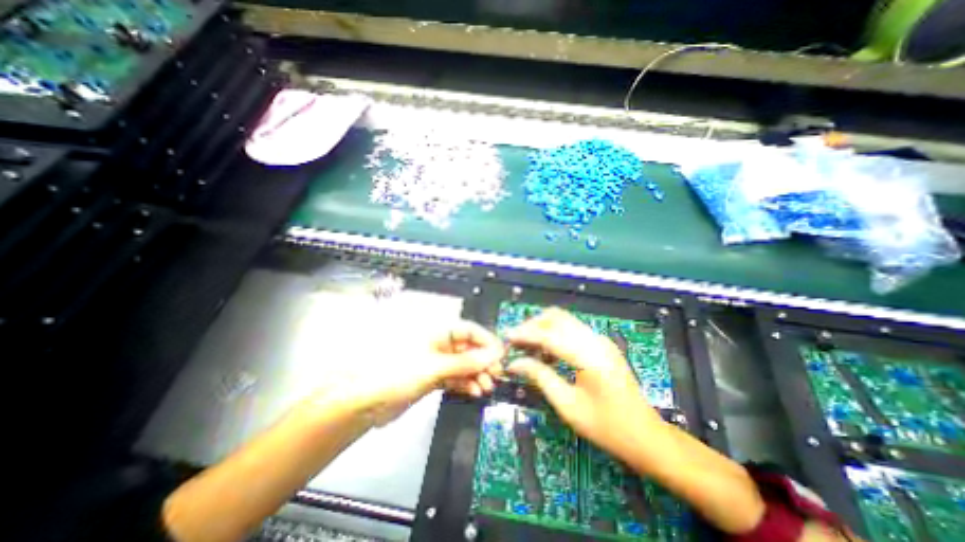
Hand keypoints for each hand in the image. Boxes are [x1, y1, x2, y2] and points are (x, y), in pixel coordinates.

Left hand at [307, 320, 506, 425]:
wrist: (364, 403)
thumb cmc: (397, 375)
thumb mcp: (434, 367)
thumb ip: (465, 362)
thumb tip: (493, 355)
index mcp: (437, 333)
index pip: (468, 330)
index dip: (485, 340)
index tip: (500, 354)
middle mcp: (439, 345)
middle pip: (468, 348)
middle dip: (483, 361)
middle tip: (496, 374)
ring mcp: (436, 363)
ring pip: (463, 365)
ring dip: (477, 374)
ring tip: (486, 386)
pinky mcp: (432, 379)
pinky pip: (455, 378)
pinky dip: (466, 384)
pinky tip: (475, 391)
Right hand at [507, 309, 664, 457]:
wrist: (646, 436)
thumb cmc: (606, 427)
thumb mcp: (568, 405)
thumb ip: (540, 377)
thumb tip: (514, 363)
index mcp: (589, 356)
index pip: (550, 335)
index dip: (525, 334)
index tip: (507, 337)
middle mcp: (596, 340)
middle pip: (557, 317)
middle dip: (533, 325)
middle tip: (517, 342)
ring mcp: (601, 340)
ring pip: (564, 320)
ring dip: (543, 328)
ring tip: (528, 347)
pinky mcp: (601, 344)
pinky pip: (572, 330)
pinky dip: (555, 334)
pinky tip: (547, 353)